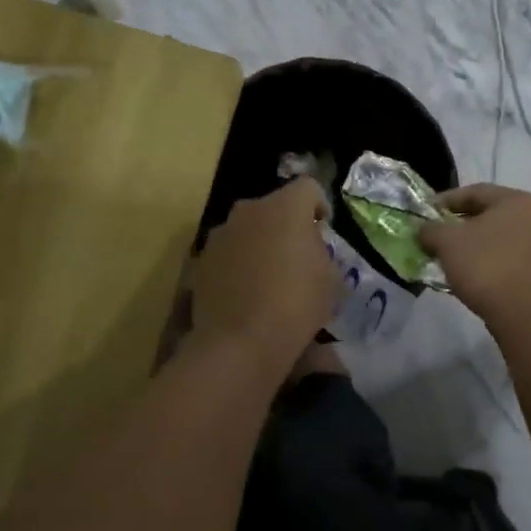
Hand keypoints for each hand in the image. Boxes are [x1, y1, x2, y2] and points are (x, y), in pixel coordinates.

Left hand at [192, 178, 340, 367]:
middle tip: (297, 255)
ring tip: (268, 276)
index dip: (319, 206)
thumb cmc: (296, 305)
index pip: (308, 188)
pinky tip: (246, 293)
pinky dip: (237, 265)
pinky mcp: (201, 261)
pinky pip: (227, 254)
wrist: (240, 342)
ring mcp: (219, 235)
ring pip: (246, 229)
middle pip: (273, 207)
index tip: (323, 230)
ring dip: (259, 243)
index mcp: (285, 207)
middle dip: (286, 225)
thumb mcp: (330, 279)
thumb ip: (319, 251)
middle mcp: (248, 210)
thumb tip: (308, 247)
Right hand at [421, 184, 530, 324]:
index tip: (424, 214)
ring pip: (493, 236)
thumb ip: (430, 229)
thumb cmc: (484, 265)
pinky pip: (501, 255)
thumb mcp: (447, 241)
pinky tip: (462, 271)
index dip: (444, 201)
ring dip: (467, 243)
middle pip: (485, 213)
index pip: (473, 192)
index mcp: (516, 200)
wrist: (520, 312)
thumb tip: (423, 229)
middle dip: (455, 224)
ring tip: (443, 255)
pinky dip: (481, 259)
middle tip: (432, 234)